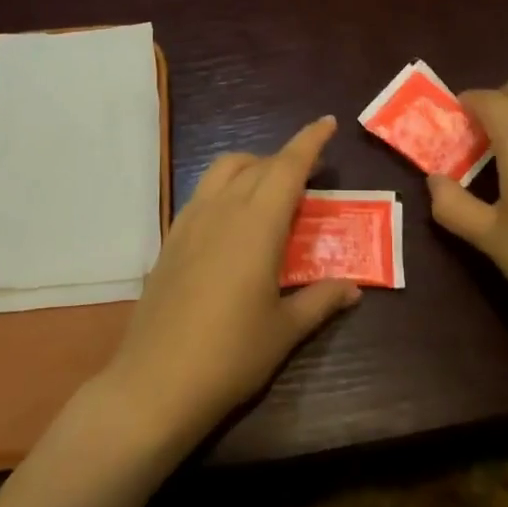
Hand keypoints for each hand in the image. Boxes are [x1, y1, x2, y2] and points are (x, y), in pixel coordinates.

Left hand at [99, 115, 360, 453]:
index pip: (287, 167)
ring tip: (271, 190)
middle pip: (257, 164)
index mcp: (256, 224)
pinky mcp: (170, 240)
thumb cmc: (230, 354)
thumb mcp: (284, 330)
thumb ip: (320, 301)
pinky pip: (202, 195)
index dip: (309, 141)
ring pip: (223, 171)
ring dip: (252, 167)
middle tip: (310, 174)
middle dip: (286, 159)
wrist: (155, 383)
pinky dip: (226, 188)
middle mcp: (221, 210)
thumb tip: (353, 288)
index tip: (327, 123)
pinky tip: (234, 220)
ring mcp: (190, 222)